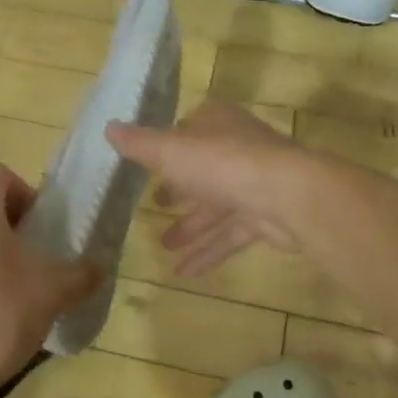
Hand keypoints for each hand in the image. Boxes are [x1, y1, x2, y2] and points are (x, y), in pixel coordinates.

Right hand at [107, 101, 319, 276]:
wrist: (289, 195)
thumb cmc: (222, 163)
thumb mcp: (170, 150)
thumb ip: (139, 144)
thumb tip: (108, 127)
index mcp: (216, 124)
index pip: (188, 129)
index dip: (169, 147)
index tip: (150, 166)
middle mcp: (237, 149)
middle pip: (203, 170)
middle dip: (179, 191)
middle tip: (156, 207)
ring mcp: (254, 184)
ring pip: (216, 207)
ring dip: (191, 227)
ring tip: (165, 247)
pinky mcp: (266, 217)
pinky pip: (231, 235)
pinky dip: (209, 252)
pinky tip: (185, 273)